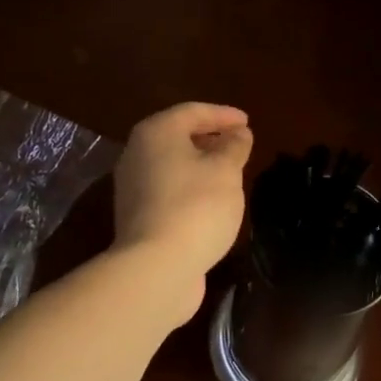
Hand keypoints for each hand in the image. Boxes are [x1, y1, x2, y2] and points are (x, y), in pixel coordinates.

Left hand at [112, 102, 253, 320]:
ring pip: (172, 164)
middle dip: (210, 137)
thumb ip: (234, 146)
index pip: (193, 111)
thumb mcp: (226, 170)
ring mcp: (132, 187)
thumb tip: (238, 133)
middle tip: (238, 143)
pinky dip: (190, 186)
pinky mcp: (136, 216)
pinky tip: (211, 200)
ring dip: (200, 163)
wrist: (156, 269)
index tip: (247, 122)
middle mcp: (137, 153)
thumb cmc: (196, 206)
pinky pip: (168, 188)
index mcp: (156, 132)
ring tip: (229, 171)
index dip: (223, 114)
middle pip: (177, 136)